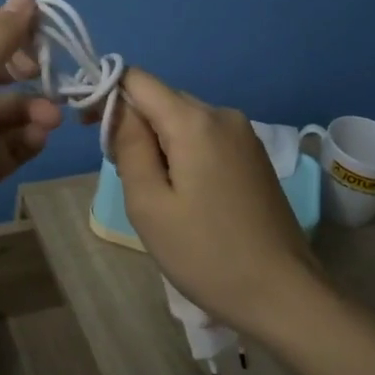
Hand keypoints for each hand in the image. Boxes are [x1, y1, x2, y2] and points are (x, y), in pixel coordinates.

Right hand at [111, 68, 326, 336]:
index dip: (107, 95)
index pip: (138, 79)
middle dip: (134, 125)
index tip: (89, 129)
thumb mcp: (149, 204)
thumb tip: (118, 107)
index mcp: (195, 121)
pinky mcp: (254, 155)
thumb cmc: (207, 254)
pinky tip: (187, 195)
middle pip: (162, 99)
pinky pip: (206, 136)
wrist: (284, 294)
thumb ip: (129, 145)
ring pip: (184, 119)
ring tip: (156, 193)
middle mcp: (223, 114)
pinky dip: (184, 152)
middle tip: (125, 176)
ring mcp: (244, 134)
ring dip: (159, 141)